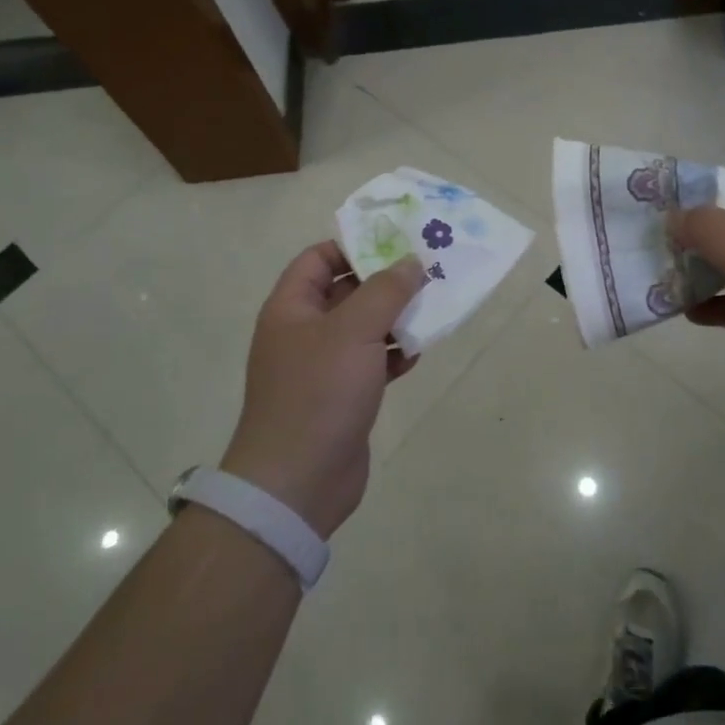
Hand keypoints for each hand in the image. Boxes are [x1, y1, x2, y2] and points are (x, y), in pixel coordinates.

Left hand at [217, 243, 427, 538]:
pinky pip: (371, 361)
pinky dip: (393, 354)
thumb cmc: (319, 393)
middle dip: (385, 282)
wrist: (299, 481)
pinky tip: (417, 354)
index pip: (319, 259)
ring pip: (363, 327)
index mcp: (292, 308)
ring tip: (433, 308)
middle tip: (428, 271)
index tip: (397, 242)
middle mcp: (304, 332)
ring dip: (395, 318)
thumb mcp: (354, 330)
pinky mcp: (342, 396)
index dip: (354, 245)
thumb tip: (411, 262)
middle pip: (346, 291)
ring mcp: (322, 366)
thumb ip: (385, 290)